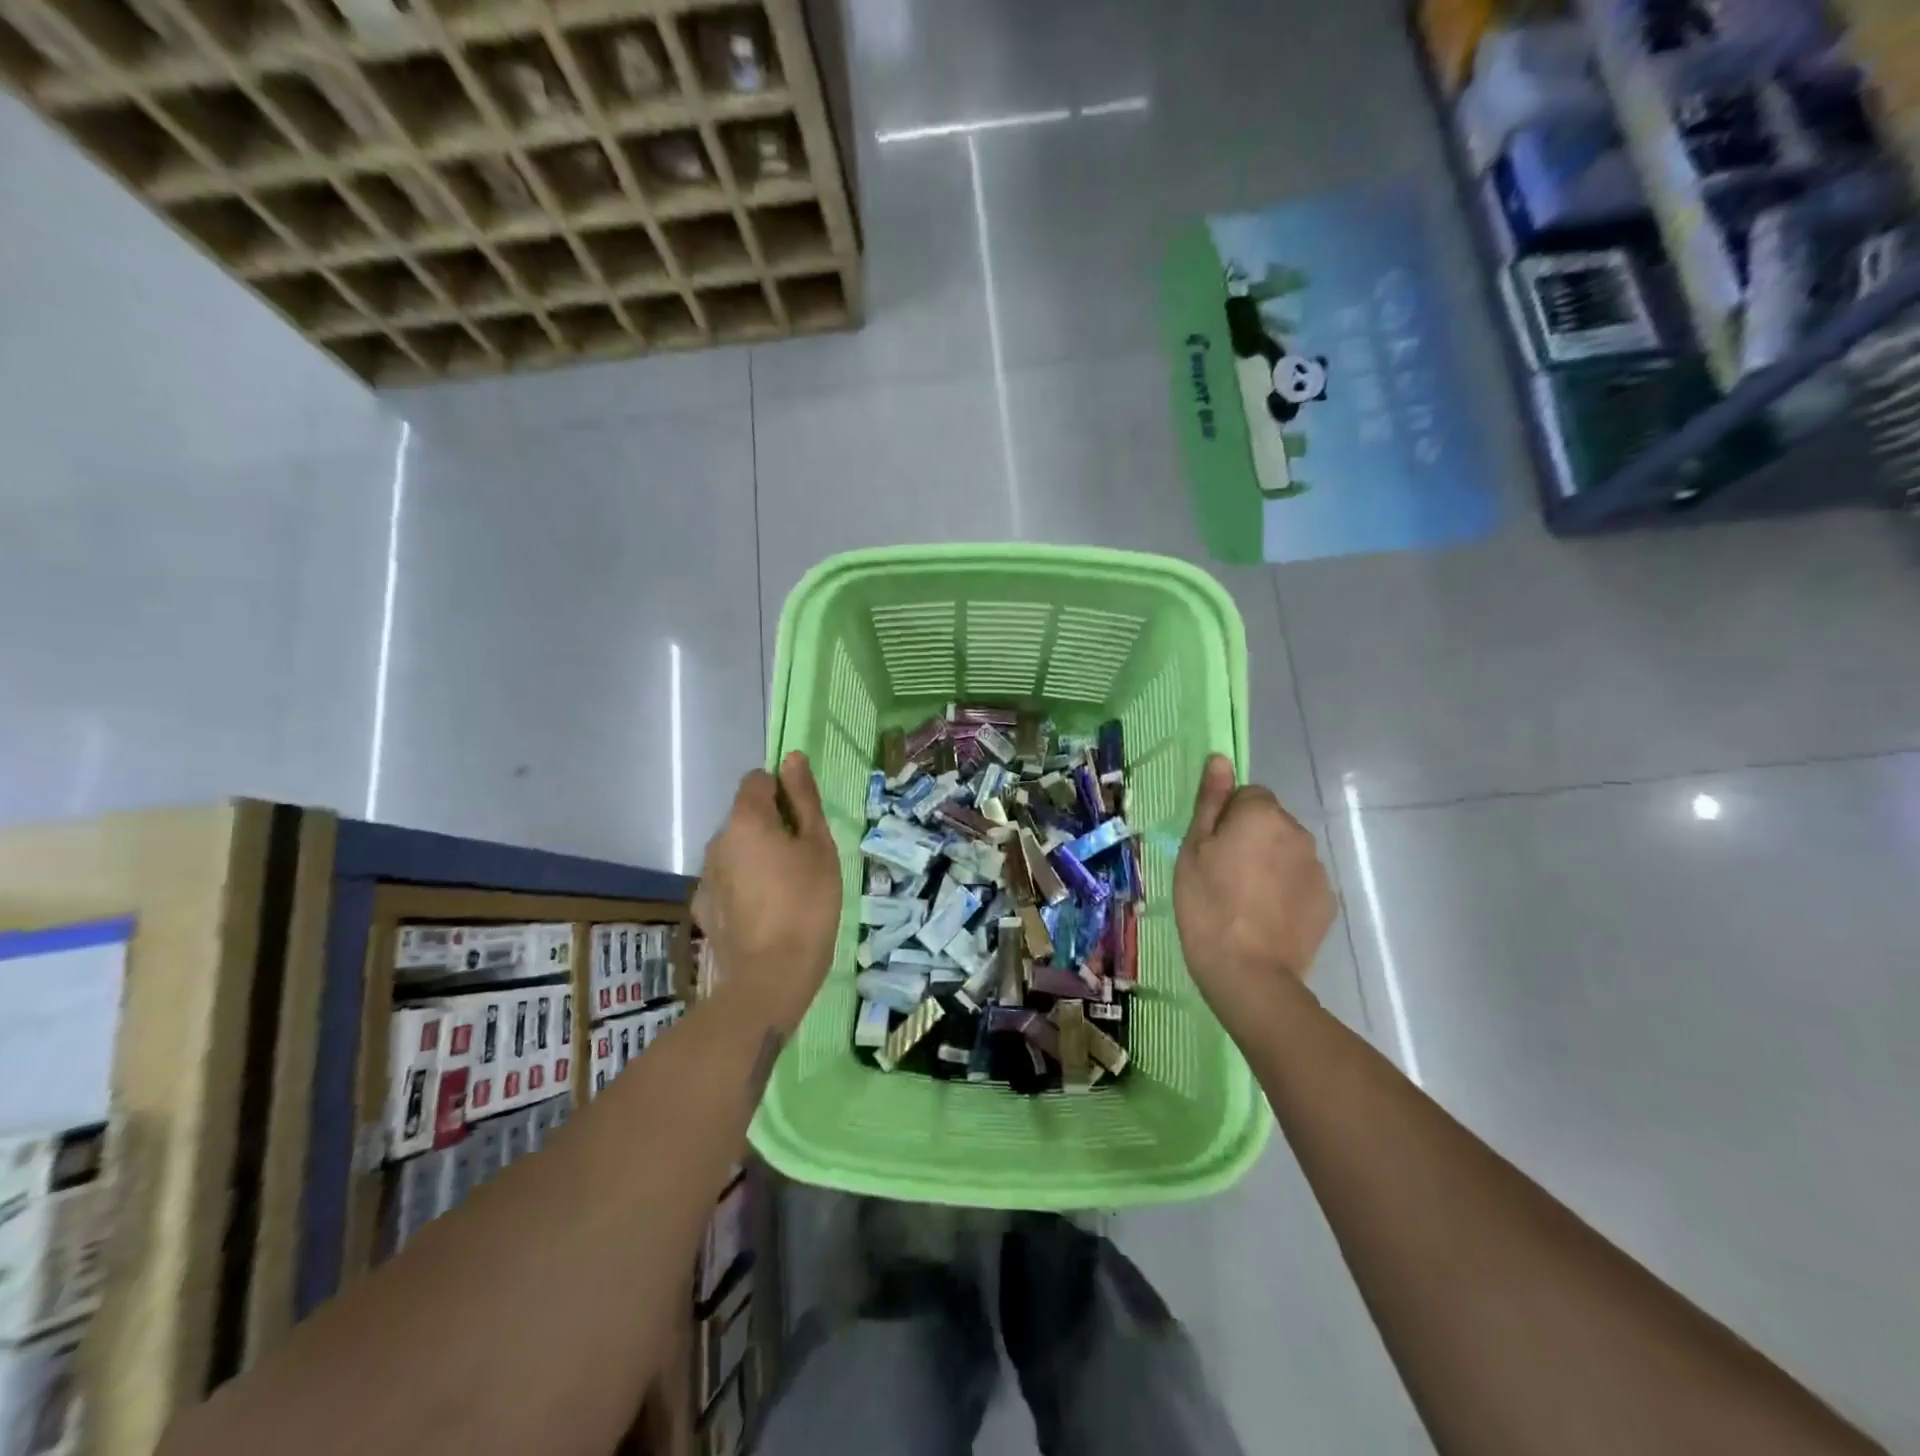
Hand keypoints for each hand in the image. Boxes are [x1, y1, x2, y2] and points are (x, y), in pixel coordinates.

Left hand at [693, 753, 841, 1035]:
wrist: (770, 977)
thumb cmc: (807, 904)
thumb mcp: (818, 847)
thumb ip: (804, 799)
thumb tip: (791, 758)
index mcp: (746, 819)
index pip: (758, 781)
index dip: (783, 792)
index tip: (805, 822)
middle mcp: (717, 840)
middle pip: (746, 816)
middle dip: (772, 827)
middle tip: (803, 860)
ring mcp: (706, 875)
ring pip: (736, 849)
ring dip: (757, 856)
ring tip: (786, 890)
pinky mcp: (703, 907)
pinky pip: (727, 880)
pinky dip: (744, 885)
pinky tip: (764, 912)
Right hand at [1173, 754, 1334, 1037]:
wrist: (1248, 973)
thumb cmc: (1207, 904)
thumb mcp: (1194, 849)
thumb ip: (1211, 801)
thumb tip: (1220, 759)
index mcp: (1262, 814)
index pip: (1247, 796)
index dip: (1226, 819)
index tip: (1212, 850)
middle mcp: (1298, 832)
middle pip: (1270, 823)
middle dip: (1251, 839)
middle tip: (1223, 876)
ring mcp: (1317, 868)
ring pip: (1286, 852)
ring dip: (1270, 864)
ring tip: (1245, 901)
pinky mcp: (1327, 901)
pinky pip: (1300, 882)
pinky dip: (1285, 892)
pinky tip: (1265, 918)